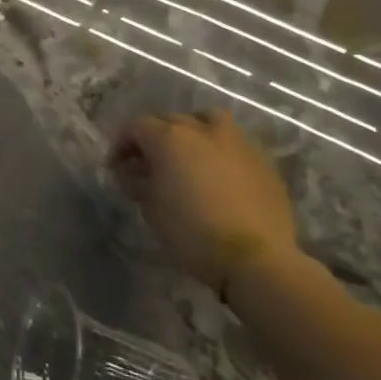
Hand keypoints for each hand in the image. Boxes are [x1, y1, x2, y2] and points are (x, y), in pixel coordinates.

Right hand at [112, 110, 298, 295]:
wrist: (256, 259)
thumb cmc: (191, 232)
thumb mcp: (149, 207)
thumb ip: (136, 180)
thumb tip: (132, 170)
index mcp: (169, 138)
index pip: (136, 125)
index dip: (122, 143)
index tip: (117, 166)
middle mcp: (202, 130)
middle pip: (171, 120)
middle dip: (155, 137)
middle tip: (149, 164)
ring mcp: (237, 143)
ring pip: (209, 121)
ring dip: (193, 132)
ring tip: (189, 156)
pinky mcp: (263, 162)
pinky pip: (234, 144)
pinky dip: (220, 151)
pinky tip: (219, 175)